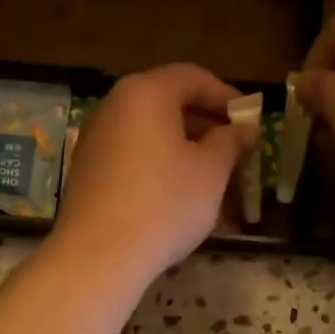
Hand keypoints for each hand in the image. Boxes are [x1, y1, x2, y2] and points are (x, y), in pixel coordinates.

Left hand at [51, 63, 250, 288]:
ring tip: (209, 178)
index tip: (249, 122)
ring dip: (182, 149)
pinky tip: (175, 196)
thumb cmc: (164, 204)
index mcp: (145, 93)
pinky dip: (157, 166)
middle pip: (166, 103)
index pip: (192, 78)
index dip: (226, 97)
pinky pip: (130, 157)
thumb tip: (243, 129)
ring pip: (148, 133)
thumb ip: (230, 141)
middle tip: (233, 151)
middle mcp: (113, 106)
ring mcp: (94, 140)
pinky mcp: (85, 172)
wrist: (99, 255)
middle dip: (204, 125)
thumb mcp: (211, 171)